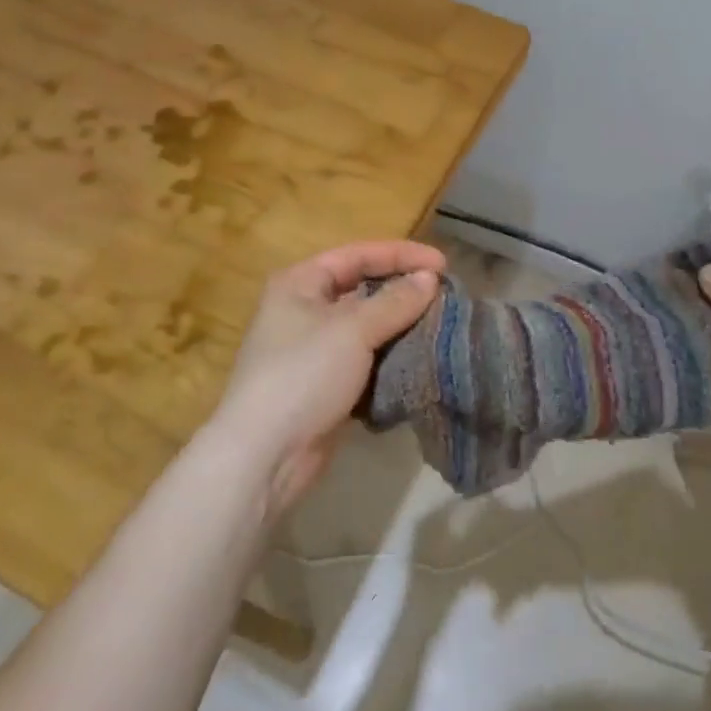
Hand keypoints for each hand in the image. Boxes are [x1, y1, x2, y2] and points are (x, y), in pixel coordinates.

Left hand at [211, 240, 445, 515]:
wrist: (265, 456)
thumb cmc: (304, 375)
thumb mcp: (352, 330)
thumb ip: (394, 301)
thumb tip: (429, 278)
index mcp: (300, 283)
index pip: (358, 255)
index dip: (401, 255)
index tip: (443, 263)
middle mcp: (304, 309)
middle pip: (362, 288)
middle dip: (403, 290)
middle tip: (445, 295)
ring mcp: (315, 350)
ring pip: (367, 326)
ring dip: (401, 325)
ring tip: (442, 325)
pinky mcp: (326, 384)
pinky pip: (366, 359)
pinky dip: (391, 357)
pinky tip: (421, 357)